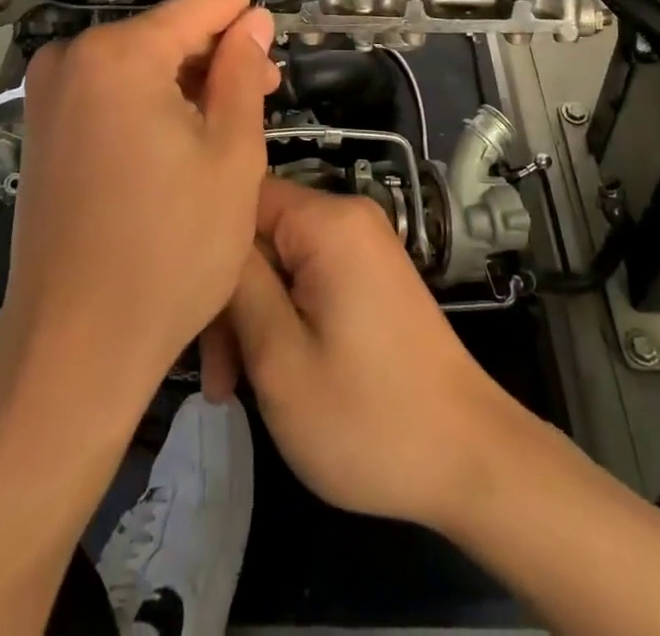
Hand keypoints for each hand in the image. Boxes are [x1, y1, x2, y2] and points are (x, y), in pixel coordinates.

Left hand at [7, 0, 278, 407]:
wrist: (76, 343)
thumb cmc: (171, 247)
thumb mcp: (231, 154)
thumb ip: (242, 73)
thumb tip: (253, 20)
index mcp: (119, 55)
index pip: (194, 10)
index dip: (238, 12)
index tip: (271, 20)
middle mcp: (72, 58)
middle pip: (162, 36)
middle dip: (215, 55)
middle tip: (265, 87)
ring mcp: (48, 95)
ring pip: (136, 64)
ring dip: (184, 81)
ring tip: (231, 115)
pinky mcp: (41, 129)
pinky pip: (107, 92)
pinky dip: (148, 101)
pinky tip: (182, 133)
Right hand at [226, 177, 520, 531]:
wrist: (470, 460)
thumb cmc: (367, 417)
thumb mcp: (281, 359)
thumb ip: (238, 287)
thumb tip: (212, 239)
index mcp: (328, 222)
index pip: (242, 198)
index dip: (208, 249)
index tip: (190, 311)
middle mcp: (347, 217)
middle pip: (260, 235)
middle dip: (231, 300)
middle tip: (216, 378)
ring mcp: (362, 247)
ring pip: (279, 262)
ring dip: (252, 318)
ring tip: (234, 390)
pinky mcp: (369, 276)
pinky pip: (307, 278)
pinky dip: (284, 319)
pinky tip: (270, 373)